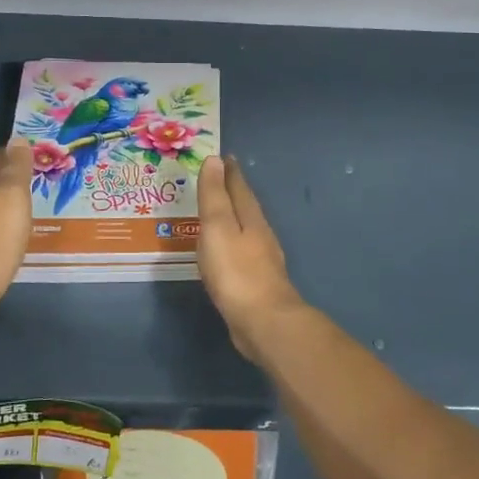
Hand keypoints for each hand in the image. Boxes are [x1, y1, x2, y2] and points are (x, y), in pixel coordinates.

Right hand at [197, 155, 302, 356]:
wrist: (263, 321)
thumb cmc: (236, 272)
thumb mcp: (218, 227)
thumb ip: (215, 196)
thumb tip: (215, 160)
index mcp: (250, 218)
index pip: (239, 187)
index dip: (230, 172)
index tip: (222, 157)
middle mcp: (260, 234)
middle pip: (245, 206)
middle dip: (232, 192)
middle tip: (217, 179)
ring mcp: (261, 260)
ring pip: (245, 229)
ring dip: (232, 218)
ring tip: (216, 213)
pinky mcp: (256, 283)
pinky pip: (241, 253)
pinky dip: (231, 244)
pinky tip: (223, 253)